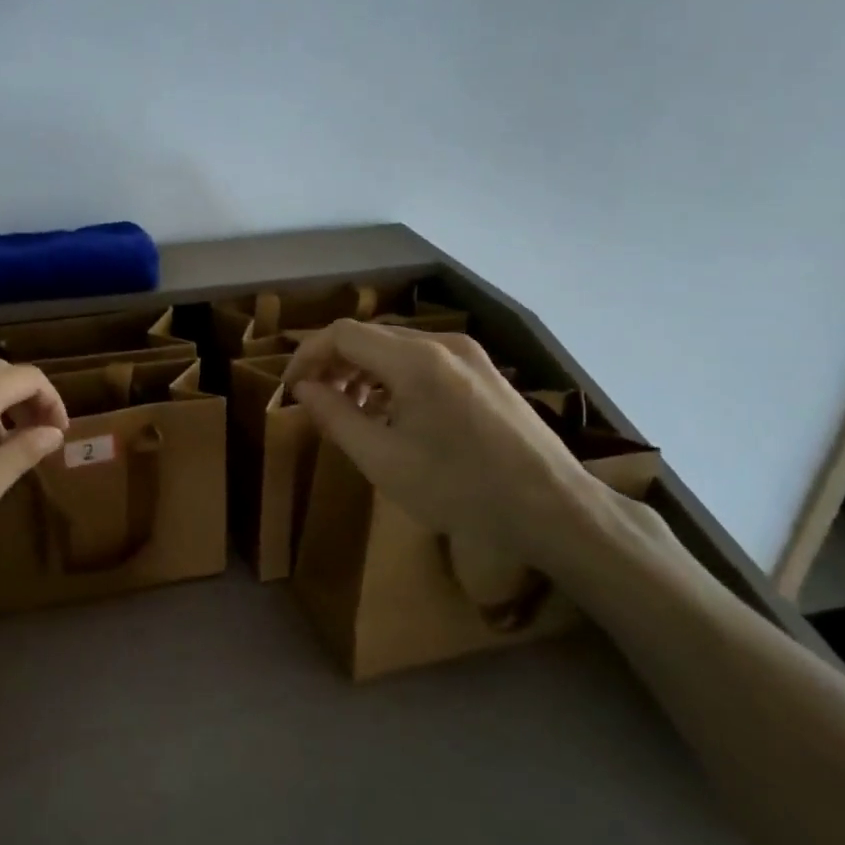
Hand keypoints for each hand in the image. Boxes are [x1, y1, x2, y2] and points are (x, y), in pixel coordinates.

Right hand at [282, 320, 603, 581]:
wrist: (553, 509)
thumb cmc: (460, 489)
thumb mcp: (382, 460)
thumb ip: (335, 417)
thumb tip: (303, 389)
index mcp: (415, 360)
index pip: (342, 335)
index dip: (308, 356)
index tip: (291, 389)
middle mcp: (442, 343)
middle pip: (370, 336)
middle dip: (334, 363)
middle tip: (316, 401)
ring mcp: (469, 355)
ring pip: (397, 346)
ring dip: (363, 370)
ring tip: (351, 410)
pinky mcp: (484, 372)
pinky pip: (424, 360)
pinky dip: (394, 377)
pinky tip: (393, 412)